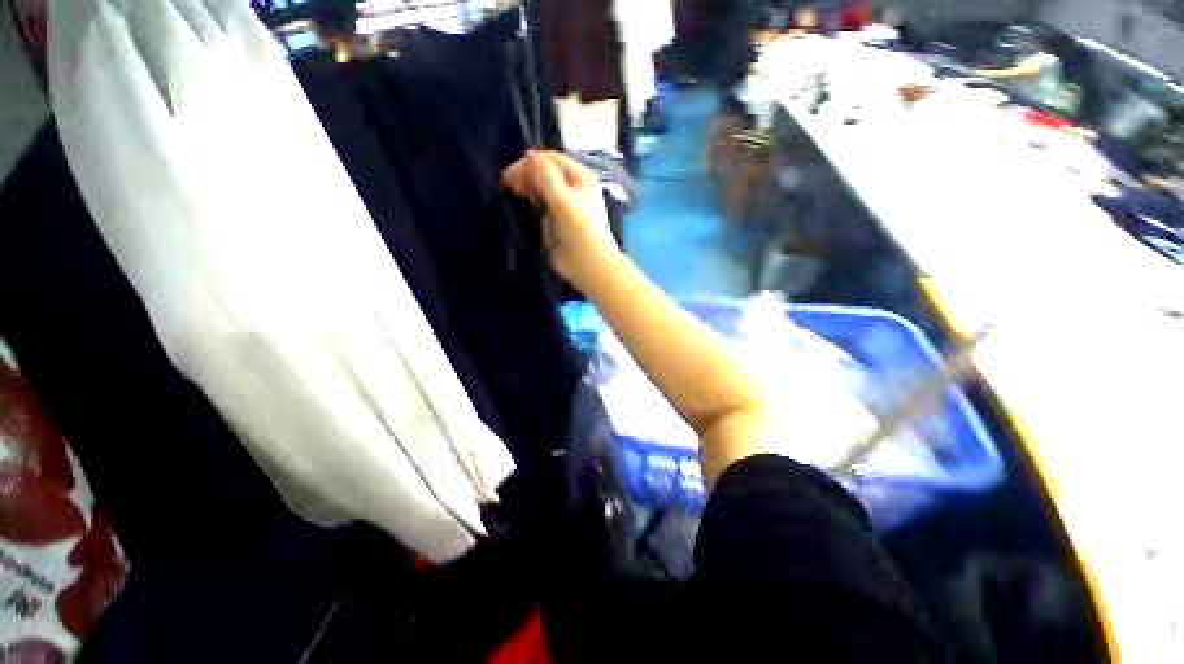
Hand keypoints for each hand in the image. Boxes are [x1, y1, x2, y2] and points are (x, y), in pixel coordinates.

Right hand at [502, 151, 619, 291]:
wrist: (589, 265)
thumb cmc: (580, 231)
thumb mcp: (564, 200)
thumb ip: (546, 176)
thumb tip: (528, 156)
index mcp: (580, 177)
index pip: (551, 159)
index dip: (530, 163)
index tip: (510, 175)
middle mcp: (573, 188)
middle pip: (546, 172)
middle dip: (527, 175)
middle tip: (509, 186)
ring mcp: (566, 205)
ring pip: (542, 188)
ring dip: (528, 188)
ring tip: (514, 194)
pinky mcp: (558, 221)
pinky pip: (542, 204)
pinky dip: (531, 202)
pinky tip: (523, 205)